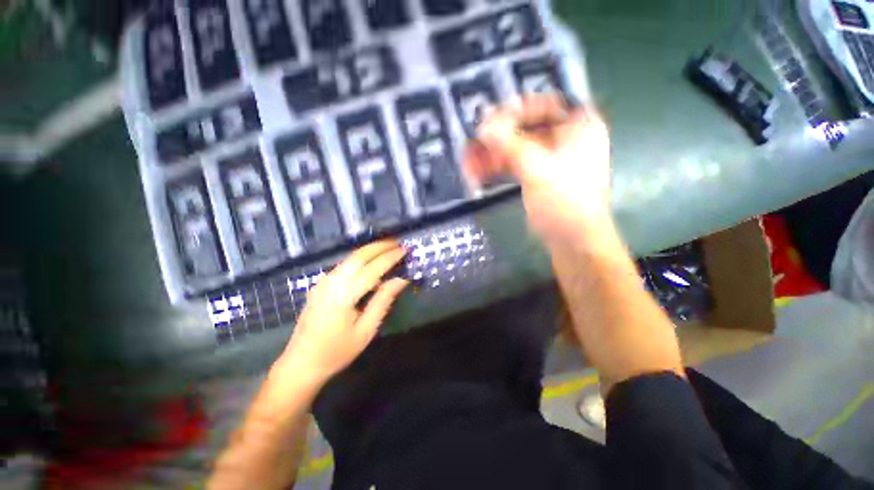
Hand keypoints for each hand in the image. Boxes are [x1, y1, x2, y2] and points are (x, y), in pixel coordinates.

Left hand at [277, 241, 409, 387]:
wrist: (300, 364)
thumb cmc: (336, 351)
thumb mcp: (366, 330)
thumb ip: (383, 301)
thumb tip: (401, 280)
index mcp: (343, 295)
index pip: (372, 269)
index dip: (390, 258)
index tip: (405, 250)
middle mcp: (331, 282)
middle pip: (358, 256)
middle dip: (379, 247)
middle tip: (397, 243)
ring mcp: (323, 282)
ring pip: (350, 258)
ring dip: (370, 251)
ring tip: (387, 249)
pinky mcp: (320, 285)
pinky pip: (344, 266)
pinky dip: (360, 259)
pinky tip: (370, 263)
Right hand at [464, 95, 613, 247]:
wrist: (575, 241)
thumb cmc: (564, 201)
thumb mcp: (536, 167)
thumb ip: (508, 143)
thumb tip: (483, 125)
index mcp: (579, 125)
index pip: (542, 104)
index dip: (513, 111)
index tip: (488, 123)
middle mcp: (566, 137)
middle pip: (525, 128)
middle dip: (496, 140)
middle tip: (471, 148)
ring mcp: (552, 159)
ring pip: (517, 149)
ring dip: (493, 156)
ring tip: (469, 165)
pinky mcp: (540, 177)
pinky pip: (517, 165)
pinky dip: (499, 168)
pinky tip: (479, 174)